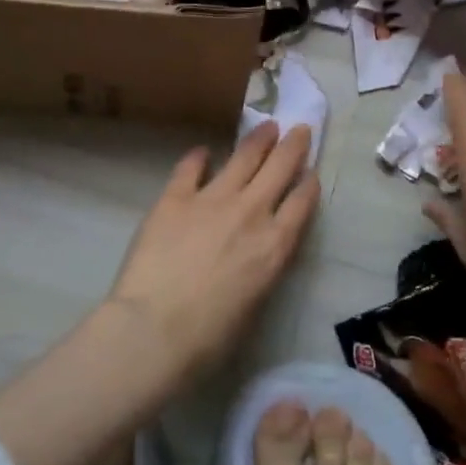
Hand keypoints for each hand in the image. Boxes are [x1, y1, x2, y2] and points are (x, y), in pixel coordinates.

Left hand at [108, 123, 319, 379]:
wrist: (155, 330)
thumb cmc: (209, 337)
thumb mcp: (255, 304)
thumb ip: (262, 268)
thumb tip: (258, 252)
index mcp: (275, 246)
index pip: (301, 203)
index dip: (308, 184)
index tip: (311, 171)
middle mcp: (250, 213)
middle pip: (279, 169)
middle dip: (293, 146)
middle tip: (299, 128)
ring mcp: (212, 199)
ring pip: (243, 158)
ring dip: (258, 140)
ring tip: (267, 126)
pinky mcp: (175, 197)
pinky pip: (190, 168)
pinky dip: (199, 157)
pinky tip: (203, 151)